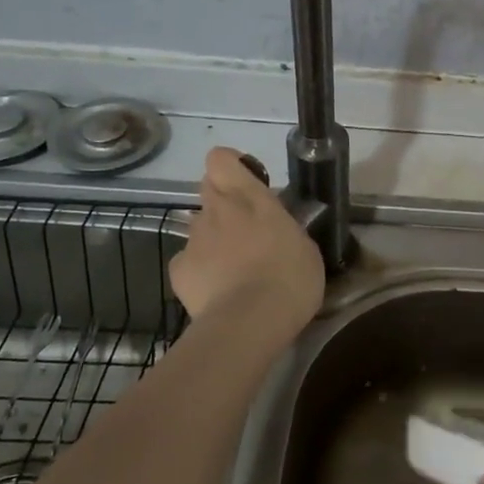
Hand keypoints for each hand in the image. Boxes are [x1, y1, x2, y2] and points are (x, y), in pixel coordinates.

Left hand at [169, 147, 323, 341]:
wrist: (249, 323)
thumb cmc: (290, 279)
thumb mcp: (305, 248)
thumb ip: (284, 229)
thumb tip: (277, 231)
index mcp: (250, 198)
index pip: (221, 159)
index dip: (229, 165)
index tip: (247, 181)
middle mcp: (217, 211)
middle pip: (208, 188)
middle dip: (223, 202)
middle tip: (246, 228)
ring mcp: (193, 240)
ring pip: (199, 227)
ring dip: (214, 239)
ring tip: (235, 270)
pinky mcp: (178, 271)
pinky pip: (188, 261)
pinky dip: (199, 271)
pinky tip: (218, 291)